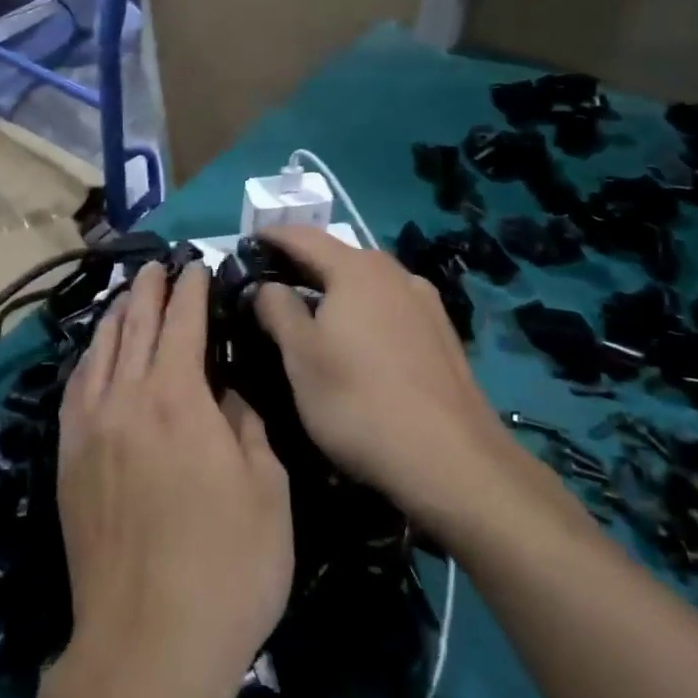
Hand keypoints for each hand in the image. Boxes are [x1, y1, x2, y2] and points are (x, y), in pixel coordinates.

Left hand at [56, 262, 291, 697]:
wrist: (146, 645)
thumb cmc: (226, 568)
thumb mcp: (267, 491)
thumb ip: (247, 425)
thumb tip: (228, 391)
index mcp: (179, 399)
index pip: (183, 323)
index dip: (191, 291)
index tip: (196, 266)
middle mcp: (127, 399)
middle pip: (135, 327)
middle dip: (150, 291)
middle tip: (159, 265)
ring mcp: (90, 430)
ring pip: (100, 352)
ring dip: (117, 317)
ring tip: (129, 297)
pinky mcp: (69, 461)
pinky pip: (76, 390)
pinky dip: (89, 360)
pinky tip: (94, 356)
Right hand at [254, 227, 575, 540]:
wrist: (451, 460)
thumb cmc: (359, 400)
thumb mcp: (301, 356)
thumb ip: (277, 309)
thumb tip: (267, 286)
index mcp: (356, 269)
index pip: (303, 236)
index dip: (271, 237)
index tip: (246, 244)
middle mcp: (395, 274)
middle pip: (339, 257)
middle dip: (303, 266)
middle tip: (271, 284)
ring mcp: (425, 304)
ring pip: (368, 285)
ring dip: (336, 291)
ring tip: (311, 314)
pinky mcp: (443, 336)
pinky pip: (390, 309)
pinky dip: (364, 313)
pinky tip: (358, 343)